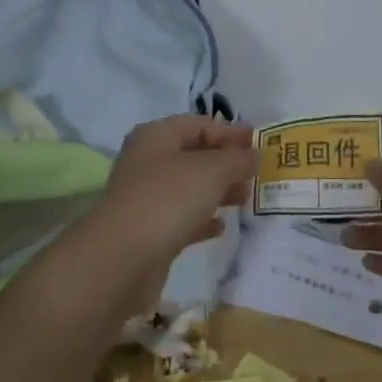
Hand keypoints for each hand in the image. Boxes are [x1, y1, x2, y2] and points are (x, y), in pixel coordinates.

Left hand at [86, 115, 256, 274]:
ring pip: (189, 188)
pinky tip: (221, 227)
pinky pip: (181, 218)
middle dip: (226, 162)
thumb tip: (253, 154)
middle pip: (193, 155)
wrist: (122, 257)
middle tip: (256, 172)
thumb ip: (237, 159)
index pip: (198, 124)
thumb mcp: (212, 170)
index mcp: (157, 136)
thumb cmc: (168, 198)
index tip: (258, 142)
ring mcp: (146, 198)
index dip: (229, 131)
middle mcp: (148, 162)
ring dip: (218, 191)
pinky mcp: (148, 231)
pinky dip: (202, 219)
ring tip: (245, 198)